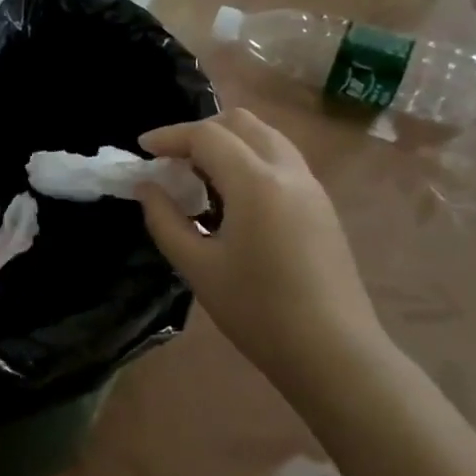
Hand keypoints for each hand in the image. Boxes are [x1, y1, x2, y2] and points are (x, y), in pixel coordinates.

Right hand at [134, 108, 383, 381]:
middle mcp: (288, 172)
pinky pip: (280, 160)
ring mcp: (311, 187)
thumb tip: (147, 188)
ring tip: (198, 175)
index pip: (207, 136)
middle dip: (200, 131)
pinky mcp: (321, 205)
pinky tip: (231, 197)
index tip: (142, 149)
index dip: (169, 136)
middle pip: (241, 123)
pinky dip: (249, 159)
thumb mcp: (198, 267)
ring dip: (227, 142)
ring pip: (265, 137)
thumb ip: (165, 220)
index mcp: (257, 183)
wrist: (333, 353)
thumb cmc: (258, 311)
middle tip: (171, 159)